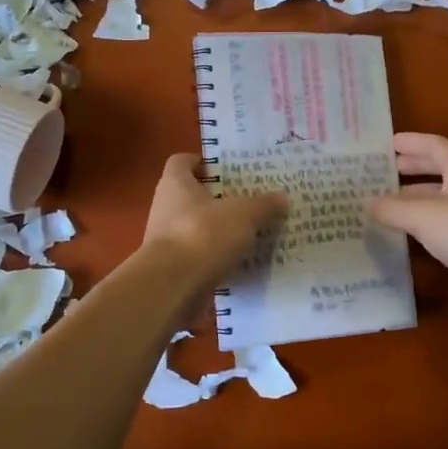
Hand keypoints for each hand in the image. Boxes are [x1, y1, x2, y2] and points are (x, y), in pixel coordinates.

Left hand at [142, 154, 287, 291]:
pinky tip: (242, 263)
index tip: (227, 170)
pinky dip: (217, 259)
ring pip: (197, 228)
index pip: (182, 161)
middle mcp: (165, 207)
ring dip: (220, 231)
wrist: (172, 287)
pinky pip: (199, 257)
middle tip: (249, 202)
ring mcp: (166, 240)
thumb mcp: (243, 214)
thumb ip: (263, 205)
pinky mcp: (173, 269)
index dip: (202, 163)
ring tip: (251, 234)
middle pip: (192, 196)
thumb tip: (282, 197)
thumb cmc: (203, 235)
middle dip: (219, 199)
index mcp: (176, 184)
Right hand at [367, 132, 447, 307]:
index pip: (433, 145)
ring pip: (443, 198)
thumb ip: (393, 208)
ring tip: (390, 205)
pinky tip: (413, 234)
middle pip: (440, 170)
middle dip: (412, 169)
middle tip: (385, 173)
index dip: (410, 142)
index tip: (387, 143)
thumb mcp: (423, 216)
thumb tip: (368, 202)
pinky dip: (428, 224)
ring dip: (418, 198)